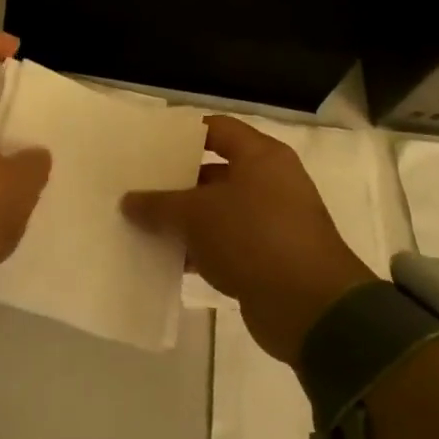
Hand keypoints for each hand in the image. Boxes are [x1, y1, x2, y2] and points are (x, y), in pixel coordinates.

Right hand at [121, 116, 375, 364]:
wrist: (311, 308)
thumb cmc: (254, 238)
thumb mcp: (196, 215)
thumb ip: (158, 204)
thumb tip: (128, 201)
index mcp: (261, 157)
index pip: (217, 130)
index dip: (182, 135)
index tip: (148, 144)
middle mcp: (270, 183)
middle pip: (214, 172)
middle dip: (176, 181)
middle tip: (137, 185)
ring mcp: (271, 222)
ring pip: (217, 212)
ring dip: (184, 220)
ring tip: (141, 223)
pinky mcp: (267, 258)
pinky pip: (224, 244)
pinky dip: (198, 249)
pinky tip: (165, 258)